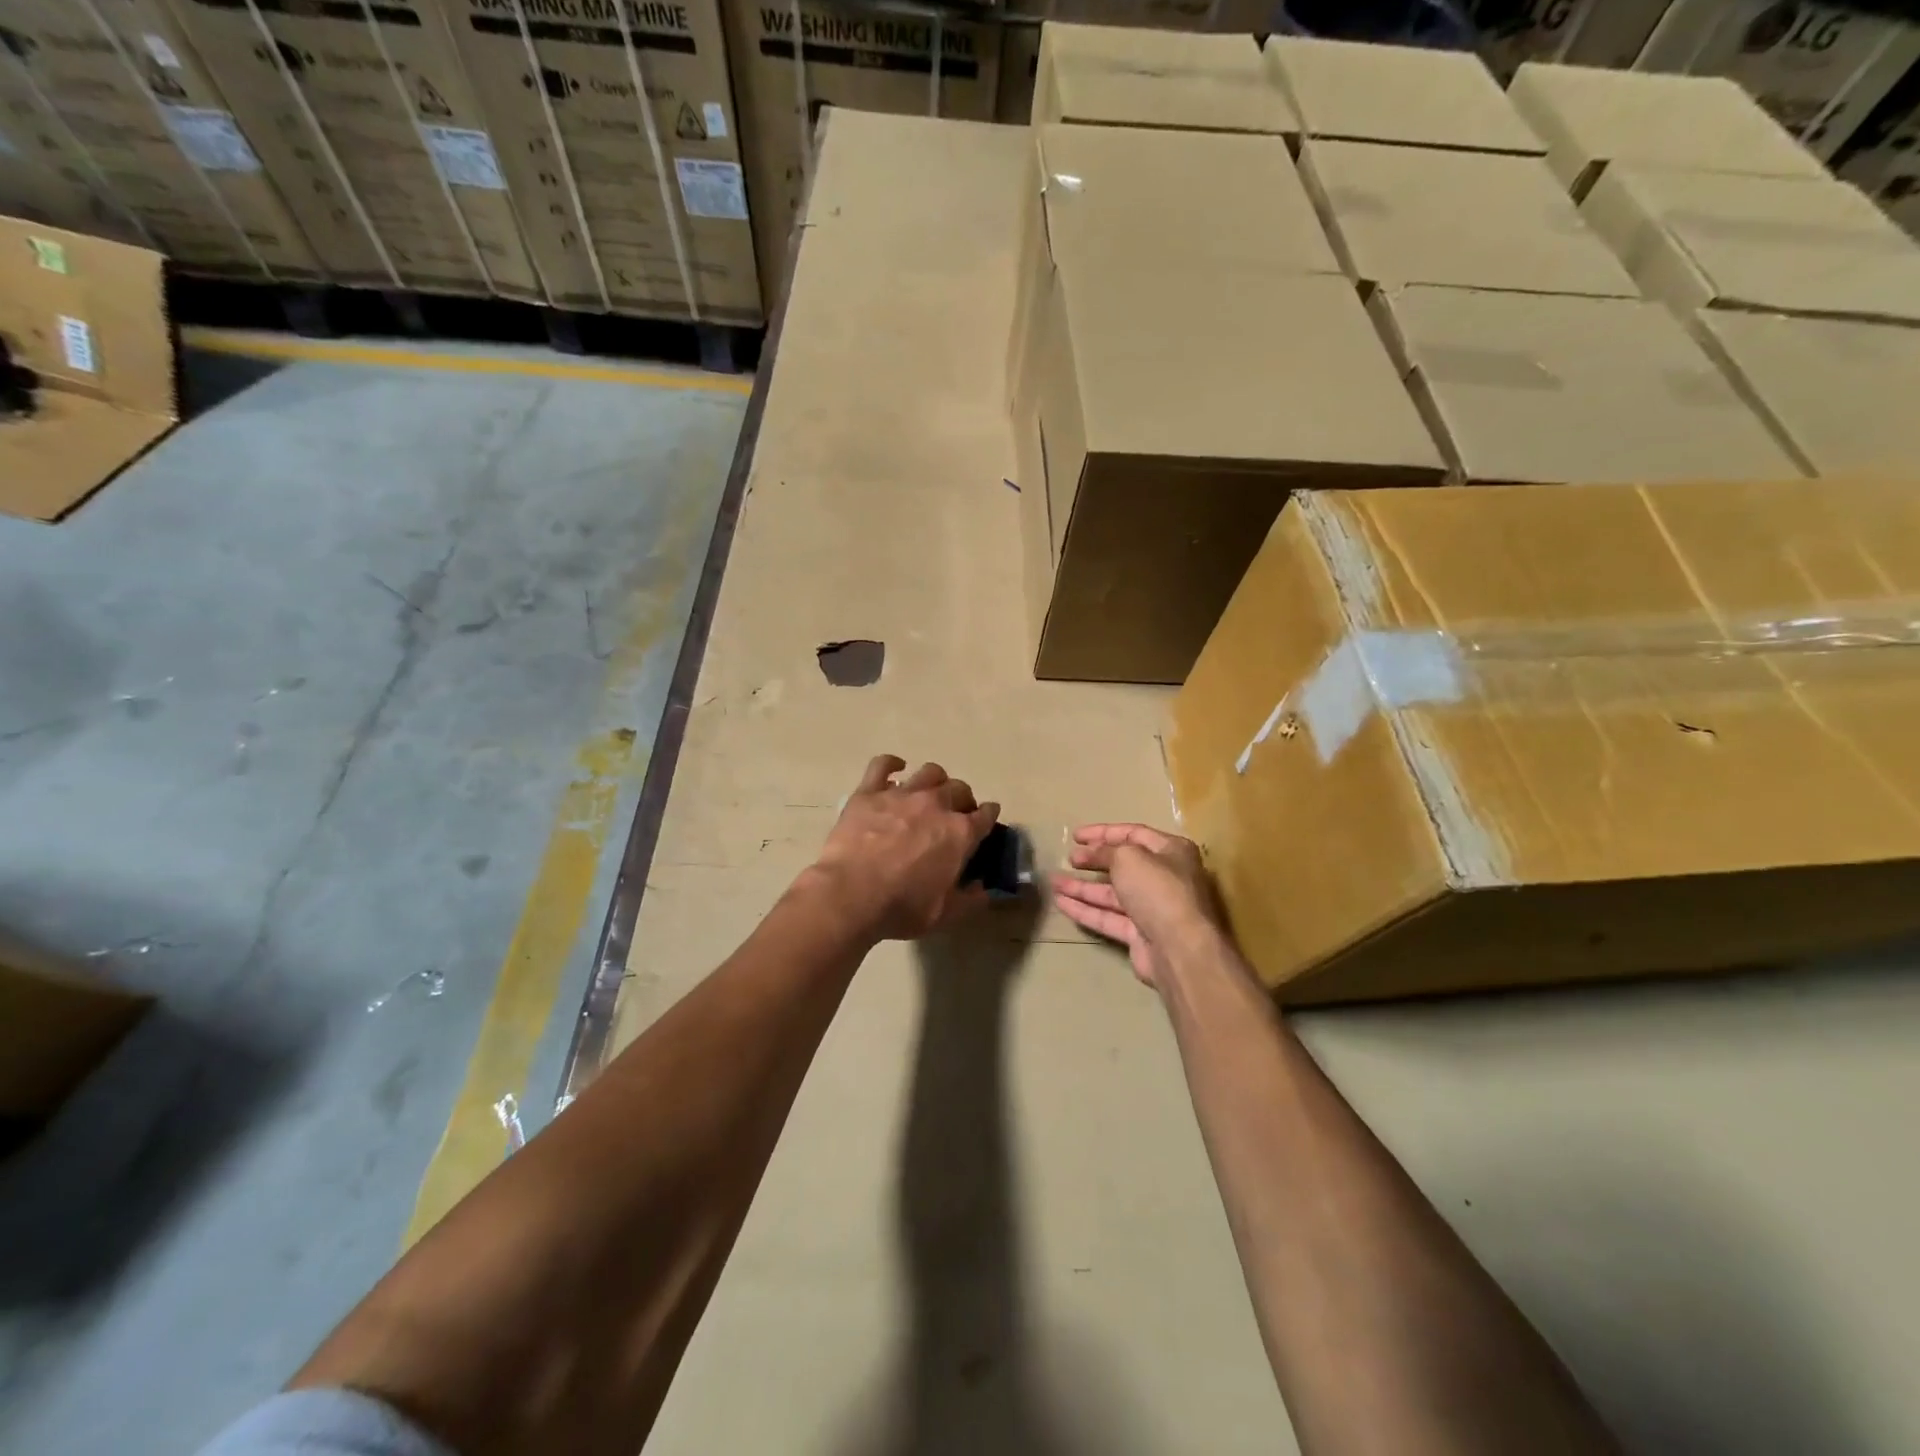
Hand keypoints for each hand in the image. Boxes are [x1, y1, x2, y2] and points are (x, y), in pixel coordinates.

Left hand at [808, 756, 999, 941]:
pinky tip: (895, 769)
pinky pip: (883, 765)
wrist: (850, 895)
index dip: (989, 816)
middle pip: (959, 789)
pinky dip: (892, 764)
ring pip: (929, 772)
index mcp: (959, 833)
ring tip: (930, 793)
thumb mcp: (944, 914)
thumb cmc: (901, 907)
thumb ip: (970, 900)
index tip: (987, 819)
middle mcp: (936, 805)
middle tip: (956, 814)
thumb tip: (983, 889)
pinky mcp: (869, 792)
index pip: (985, 815)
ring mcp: (901, 794)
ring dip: (936, 781)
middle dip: (963, 800)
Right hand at [1051, 824, 1225, 989]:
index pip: (1133, 834)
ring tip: (1054, 881)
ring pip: (1111, 894)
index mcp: (1171, 851)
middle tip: (1068, 859)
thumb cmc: (1157, 890)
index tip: (1075, 836)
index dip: (1102, 833)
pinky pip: (1108, 917)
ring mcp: (1152, 908)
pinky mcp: (1140, 935)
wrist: (1179, 949)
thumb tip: (1092, 852)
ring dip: (1082, 887)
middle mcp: (1165, 878)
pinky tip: (1061, 903)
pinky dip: (1085, 910)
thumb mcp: (1128, 857)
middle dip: (1093, 861)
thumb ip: (1106, 851)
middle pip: (1122, 865)